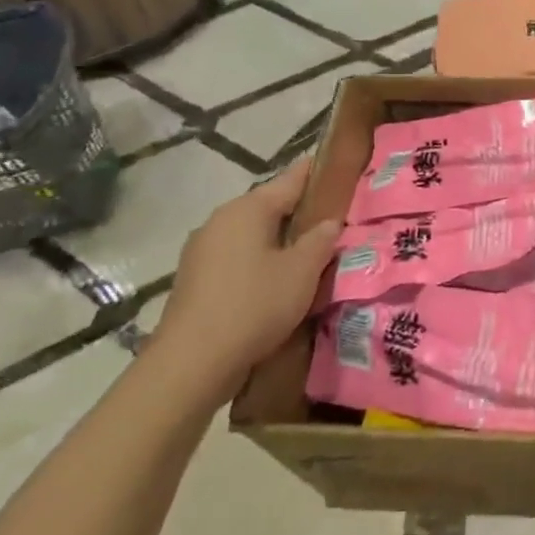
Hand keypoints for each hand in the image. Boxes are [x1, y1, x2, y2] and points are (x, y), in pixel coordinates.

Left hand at [149, 159, 341, 407]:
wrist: (191, 363)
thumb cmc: (254, 305)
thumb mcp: (302, 271)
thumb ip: (321, 240)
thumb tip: (330, 222)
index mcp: (248, 209)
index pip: (291, 178)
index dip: (318, 173)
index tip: (342, 170)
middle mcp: (221, 219)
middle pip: (269, 205)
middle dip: (300, 211)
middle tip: (334, 221)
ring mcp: (202, 249)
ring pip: (252, 233)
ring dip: (279, 239)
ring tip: (310, 253)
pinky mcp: (195, 278)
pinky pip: (237, 256)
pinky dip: (260, 260)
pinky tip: (277, 280)